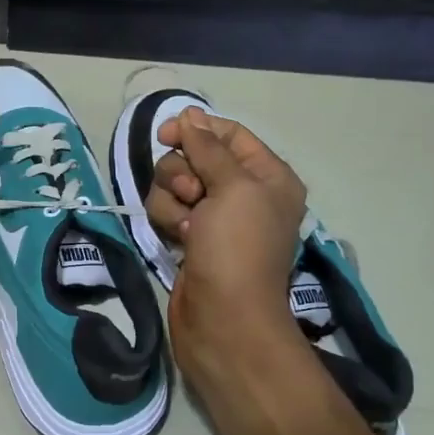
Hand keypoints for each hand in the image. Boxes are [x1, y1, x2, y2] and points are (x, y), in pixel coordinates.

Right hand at [147, 109, 333, 434]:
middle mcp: (242, 193)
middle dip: (182, 171)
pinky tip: (177, 239)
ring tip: (186, 225)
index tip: (166, 134)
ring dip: (172, 198)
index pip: (228, 135)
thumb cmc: (237, 248)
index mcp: (267, 176)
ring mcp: (214, 217)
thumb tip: (189, 114)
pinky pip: (167, 209)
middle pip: (195, 156)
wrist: (224, 319)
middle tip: (192, 194)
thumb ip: (208, 148)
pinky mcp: (189, 237)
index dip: (197, 130)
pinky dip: (167, 219)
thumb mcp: (233, 188)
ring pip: (174, 183)